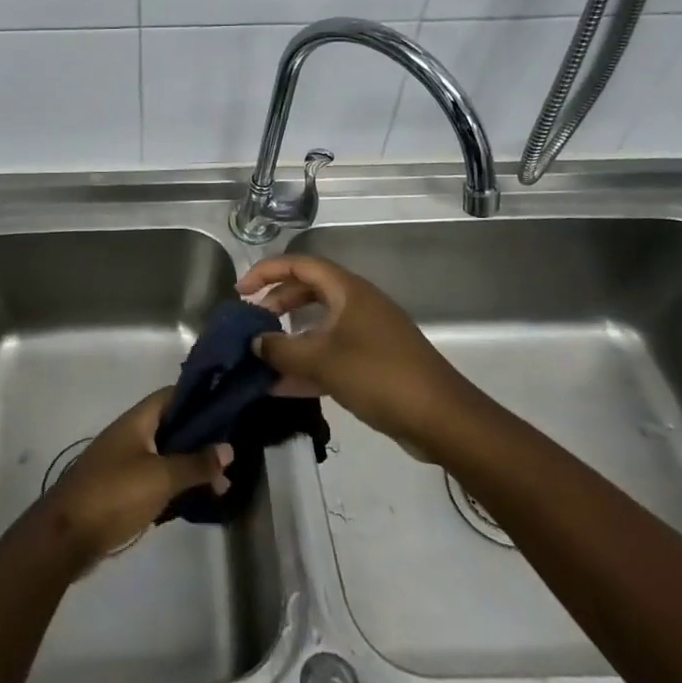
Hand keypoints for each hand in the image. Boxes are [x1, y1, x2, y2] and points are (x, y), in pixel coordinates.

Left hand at [40, 389, 233, 571]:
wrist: (66, 536)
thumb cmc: (115, 494)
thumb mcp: (161, 477)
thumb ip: (196, 463)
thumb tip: (228, 448)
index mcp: (137, 421)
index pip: (171, 395)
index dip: (198, 397)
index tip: (227, 407)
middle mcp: (130, 435)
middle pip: (170, 427)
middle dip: (200, 439)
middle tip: (231, 454)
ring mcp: (123, 463)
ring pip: (164, 456)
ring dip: (189, 466)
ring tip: (222, 484)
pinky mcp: (120, 490)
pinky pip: (154, 479)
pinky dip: (174, 485)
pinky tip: (195, 500)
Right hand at [237, 255, 468, 459]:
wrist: (441, 418)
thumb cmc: (378, 375)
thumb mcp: (322, 361)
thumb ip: (281, 349)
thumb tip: (255, 342)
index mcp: (347, 290)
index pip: (300, 264)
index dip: (267, 272)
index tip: (240, 291)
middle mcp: (357, 304)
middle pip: (308, 292)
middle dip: (276, 304)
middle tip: (251, 322)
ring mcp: (367, 333)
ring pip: (319, 326)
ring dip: (289, 339)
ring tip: (261, 357)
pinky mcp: (373, 362)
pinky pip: (331, 354)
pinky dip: (307, 364)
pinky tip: (282, 387)